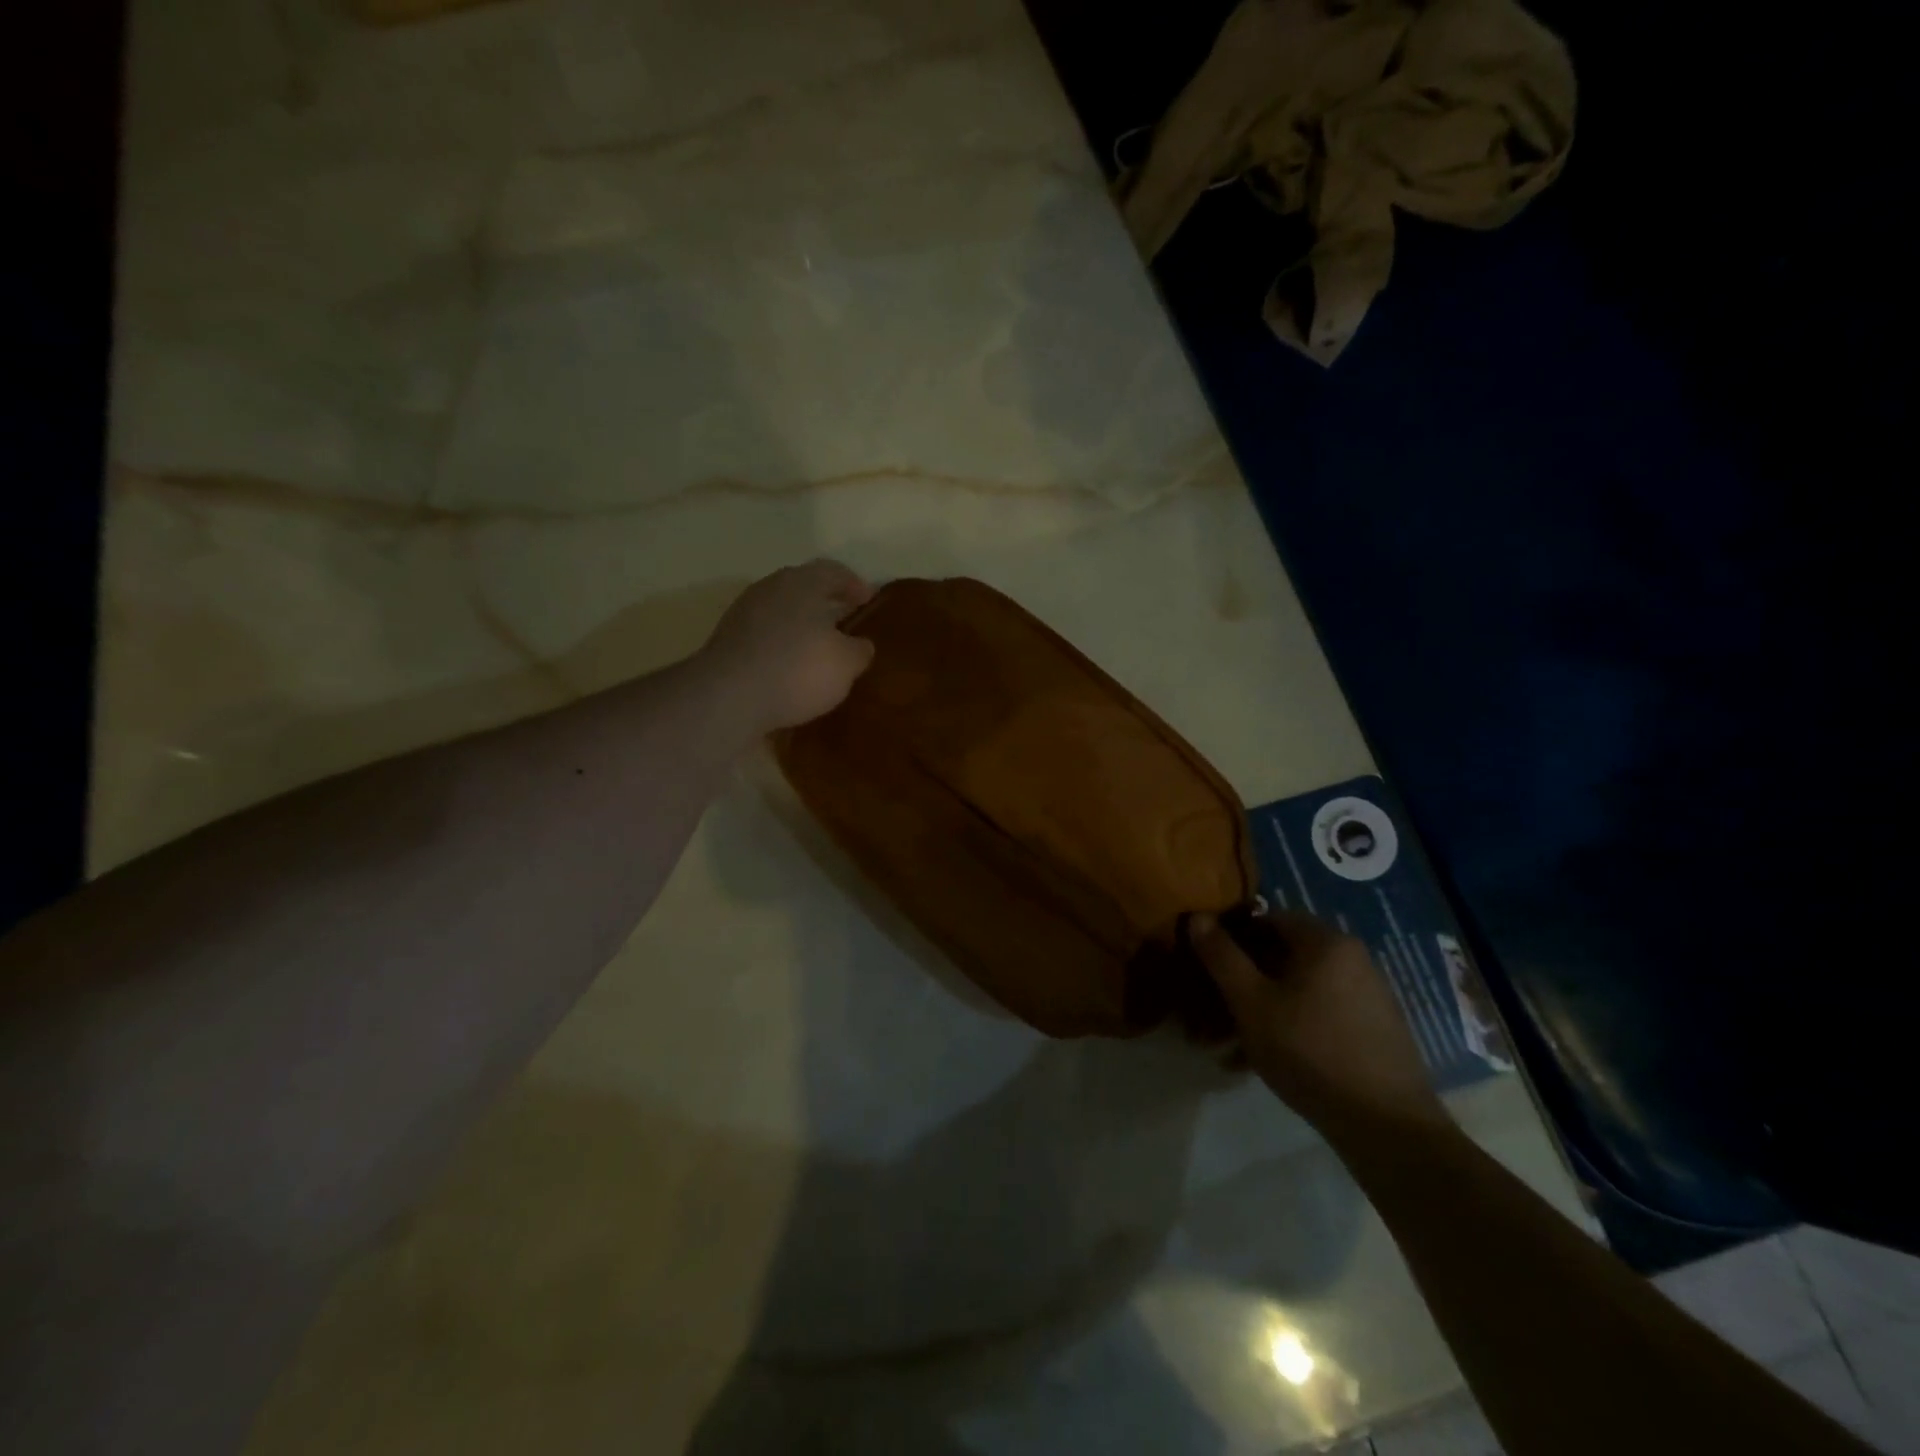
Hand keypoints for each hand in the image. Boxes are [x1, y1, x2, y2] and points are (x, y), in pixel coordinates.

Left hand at [697, 560, 876, 732]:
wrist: (729, 697)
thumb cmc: (798, 670)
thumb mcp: (846, 664)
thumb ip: (859, 650)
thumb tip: (860, 645)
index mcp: (803, 583)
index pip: (834, 571)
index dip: (855, 584)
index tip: (868, 600)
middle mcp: (771, 588)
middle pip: (803, 587)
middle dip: (825, 602)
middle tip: (844, 620)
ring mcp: (744, 613)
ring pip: (781, 610)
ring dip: (800, 624)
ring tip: (818, 647)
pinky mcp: (727, 640)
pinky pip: (764, 634)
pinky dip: (781, 644)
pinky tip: (790, 666)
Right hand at [1188, 909, 1448, 1137]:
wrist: (1387, 1126)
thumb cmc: (1310, 1051)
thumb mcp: (1251, 1003)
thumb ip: (1222, 957)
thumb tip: (1197, 917)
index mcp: (1325, 942)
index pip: (1266, 919)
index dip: (1230, 937)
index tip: (1205, 965)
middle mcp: (1350, 958)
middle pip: (1280, 957)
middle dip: (1239, 982)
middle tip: (1208, 1011)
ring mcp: (1365, 995)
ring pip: (1295, 990)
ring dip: (1257, 1010)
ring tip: (1225, 1045)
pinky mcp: (1371, 1029)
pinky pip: (1316, 1014)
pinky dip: (1285, 1027)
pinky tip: (1258, 1061)